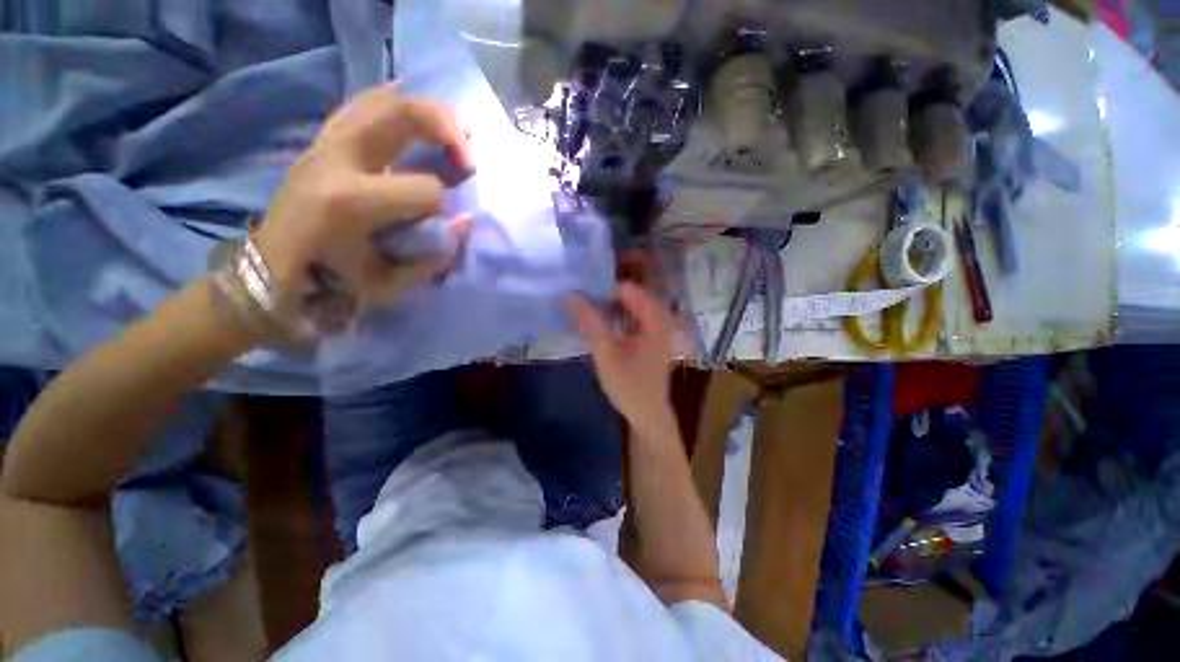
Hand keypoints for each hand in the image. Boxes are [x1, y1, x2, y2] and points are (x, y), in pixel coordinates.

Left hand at [253, 83, 473, 313]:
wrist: (271, 266)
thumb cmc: (329, 283)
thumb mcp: (386, 283)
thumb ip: (431, 257)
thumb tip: (464, 223)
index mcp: (352, 201)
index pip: (425, 189)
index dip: (446, 206)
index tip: (444, 223)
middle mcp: (337, 159)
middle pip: (403, 116)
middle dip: (447, 129)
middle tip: (469, 151)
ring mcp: (325, 143)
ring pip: (382, 100)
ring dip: (425, 109)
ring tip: (451, 130)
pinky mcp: (321, 141)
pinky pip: (362, 104)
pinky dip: (394, 102)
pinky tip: (415, 112)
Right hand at [566, 283, 680, 440]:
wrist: (647, 415)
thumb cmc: (629, 386)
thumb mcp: (606, 353)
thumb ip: (589, 323)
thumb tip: (570, 295)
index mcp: (656, 319)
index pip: (629, 289)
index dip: (604, 287)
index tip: (581, 289)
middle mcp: (661, 319)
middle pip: (632, 295)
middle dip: (607, 294)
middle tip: (581, 296)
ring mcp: (659, 329)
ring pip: (633, 306)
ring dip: (612, 304)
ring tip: (587, 305)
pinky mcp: (652, 339)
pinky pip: (635, 317)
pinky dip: (618, 315)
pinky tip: (603, 321)